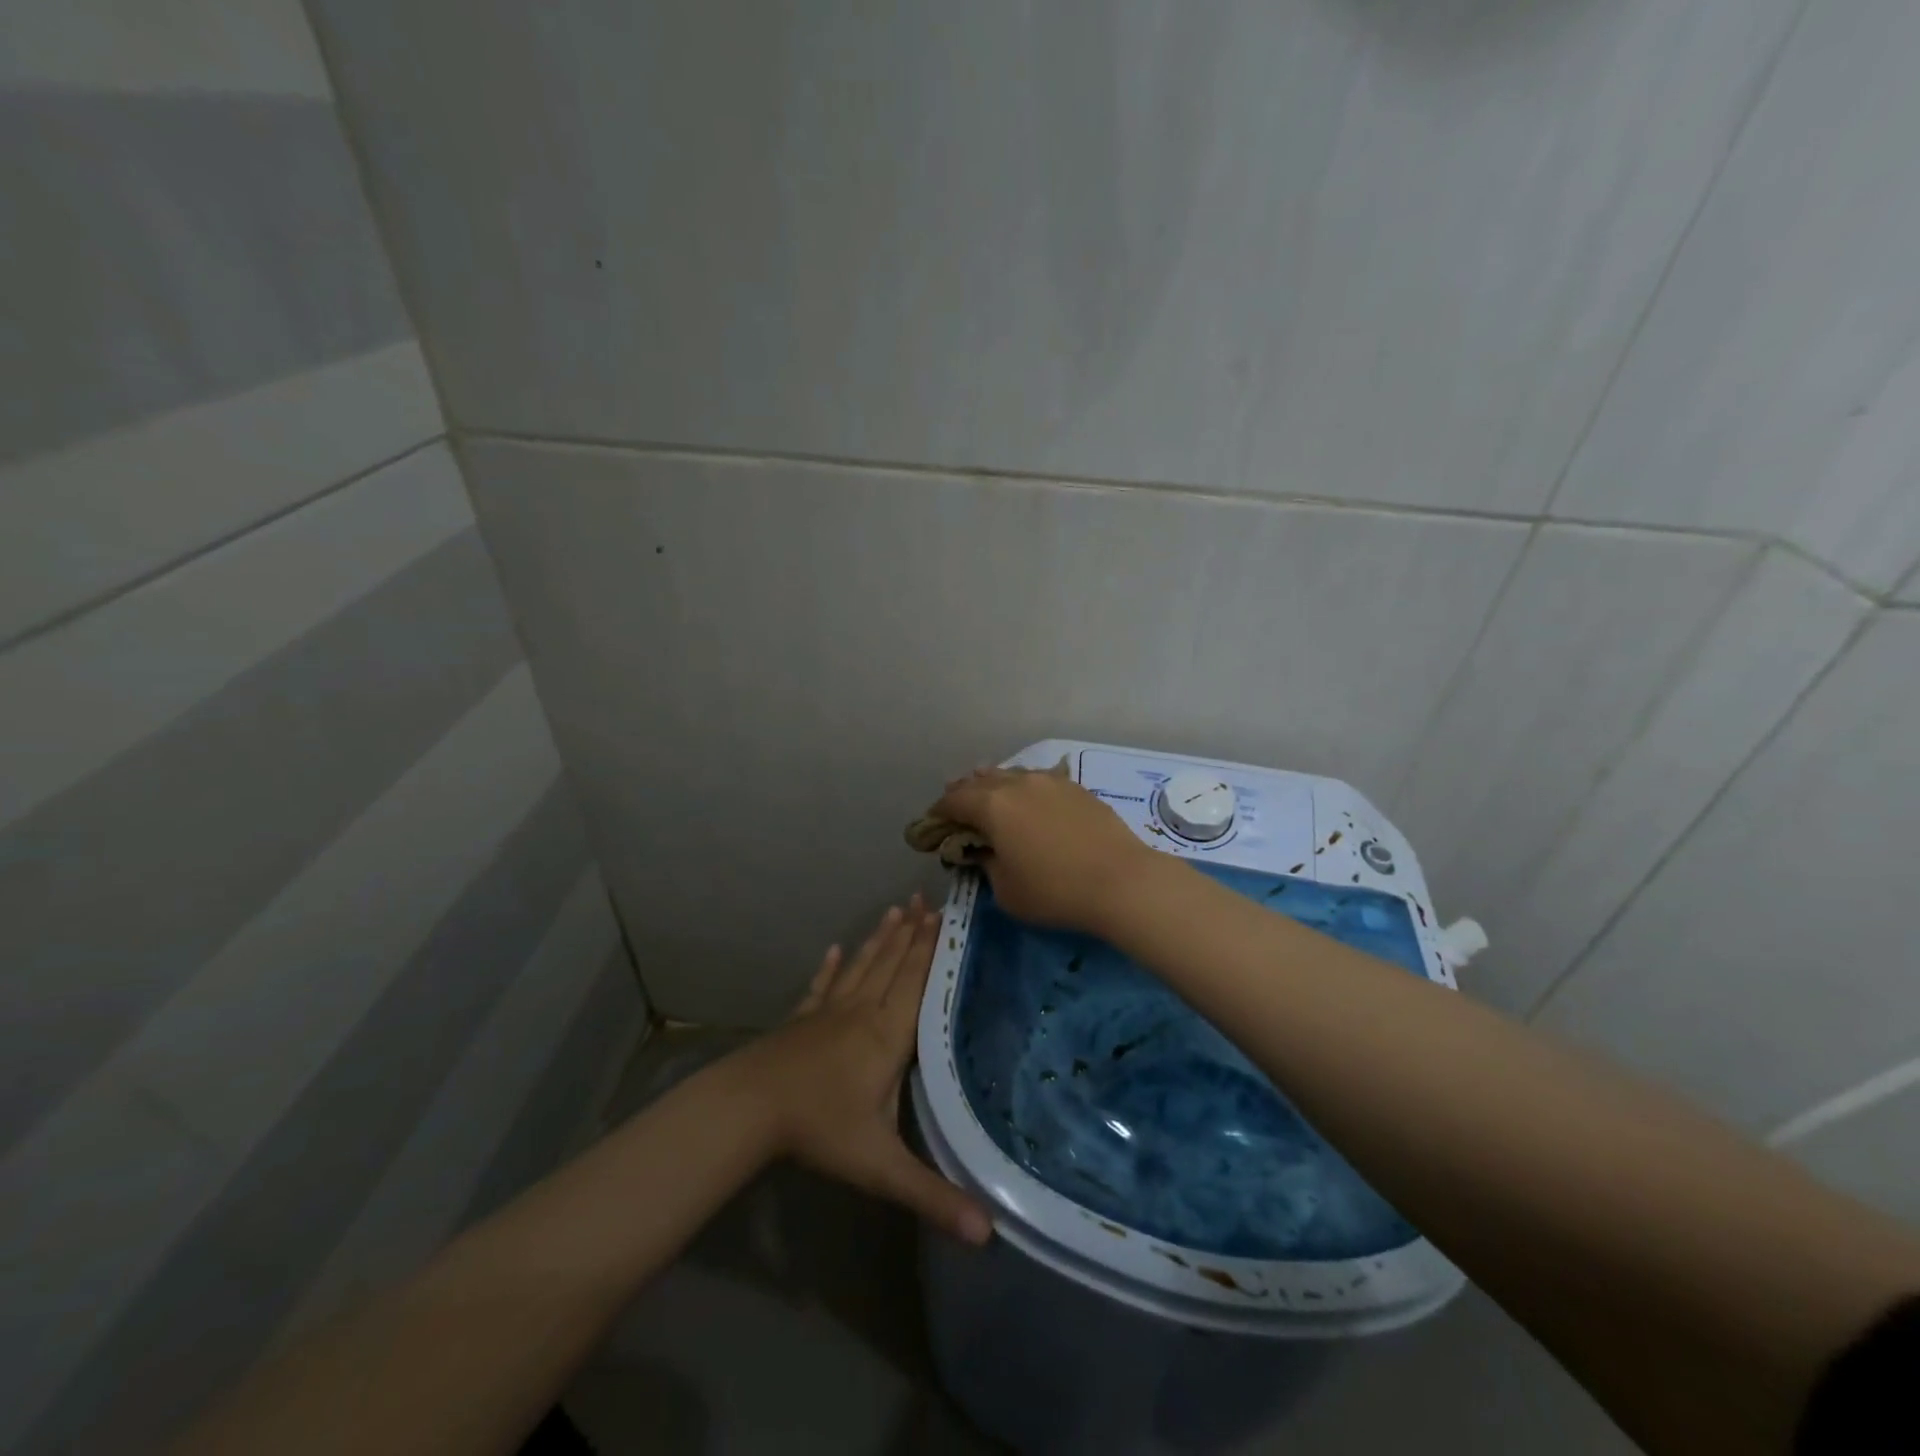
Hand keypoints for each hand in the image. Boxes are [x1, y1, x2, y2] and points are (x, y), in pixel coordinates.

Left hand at [729, 897, 991, 1245]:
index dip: (933, 950)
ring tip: (896, 910)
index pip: (917, 984)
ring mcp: (827, 1013)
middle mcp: (862, 1013)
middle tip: (926, 898)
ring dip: (880, 939)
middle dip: (912, 933)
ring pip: (862, 967)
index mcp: (886, 1036)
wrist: (750, 1108)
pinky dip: (831, 967)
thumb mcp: (880, 1166)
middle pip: (892, 966)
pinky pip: (821, 986)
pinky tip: (835, 949)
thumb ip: (932, 1195)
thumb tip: (988, 1234)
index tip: (946, 917)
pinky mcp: (801, 1020)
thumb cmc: (820, 1128)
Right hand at [929, 767, 1161, 932]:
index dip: (939, 812)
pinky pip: (1039, 780)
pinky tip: (1028, 797)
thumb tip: (983, 850)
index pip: (954, 801)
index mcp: (993, 806)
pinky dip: (1024, 787)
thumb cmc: (1055, 892)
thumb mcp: (1006, 890)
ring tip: (988, 793)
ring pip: (1012, 774)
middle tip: (956, 805)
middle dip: (964, 792)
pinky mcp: (1076, 788)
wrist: (1121, 881)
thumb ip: (986, 865)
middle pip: (981, 780)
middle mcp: (1018, 784)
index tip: (932, 823)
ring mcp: (1050, 781)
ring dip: (994, 784)